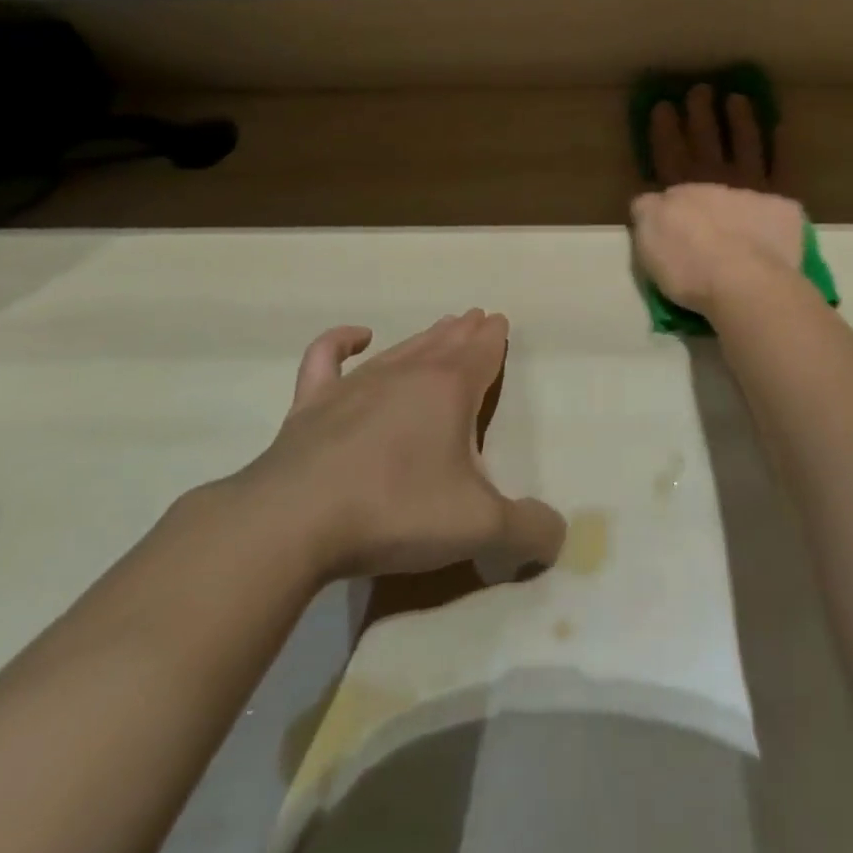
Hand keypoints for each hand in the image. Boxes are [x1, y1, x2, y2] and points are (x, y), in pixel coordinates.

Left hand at [237, 312, 565, 584]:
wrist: (293, 522)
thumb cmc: (396, 511)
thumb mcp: (478, 528)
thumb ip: (527, 530)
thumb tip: (559, 534)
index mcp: (451, 389)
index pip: (482, 351)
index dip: (495, 338)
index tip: (499, 321)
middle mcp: (408, 373)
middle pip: (445, 343)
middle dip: (465, 331)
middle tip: (477, 318)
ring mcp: (356, 384)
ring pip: (401, 347)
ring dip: (425, 336)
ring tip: (442, 326)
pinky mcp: (311, 403)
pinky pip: (327, 357)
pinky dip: (341, 341)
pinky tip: (357, 336)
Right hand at [631, 84, 806, 313]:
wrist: (744, 280)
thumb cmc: (690, 267)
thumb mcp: (649, 244)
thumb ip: (646, 214)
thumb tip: (646, 198)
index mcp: (678, 190)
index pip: (668, 152)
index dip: (664, 129)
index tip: (663, 105)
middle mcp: (714, 179)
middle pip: (705, 139)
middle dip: (700, 114)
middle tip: (700, 89)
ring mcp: (750, 185)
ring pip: (744, 143)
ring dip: (740, 120)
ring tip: (738, 98)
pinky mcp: (781, 199)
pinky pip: (782, 166)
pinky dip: (781, 147)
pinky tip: (781, 130)